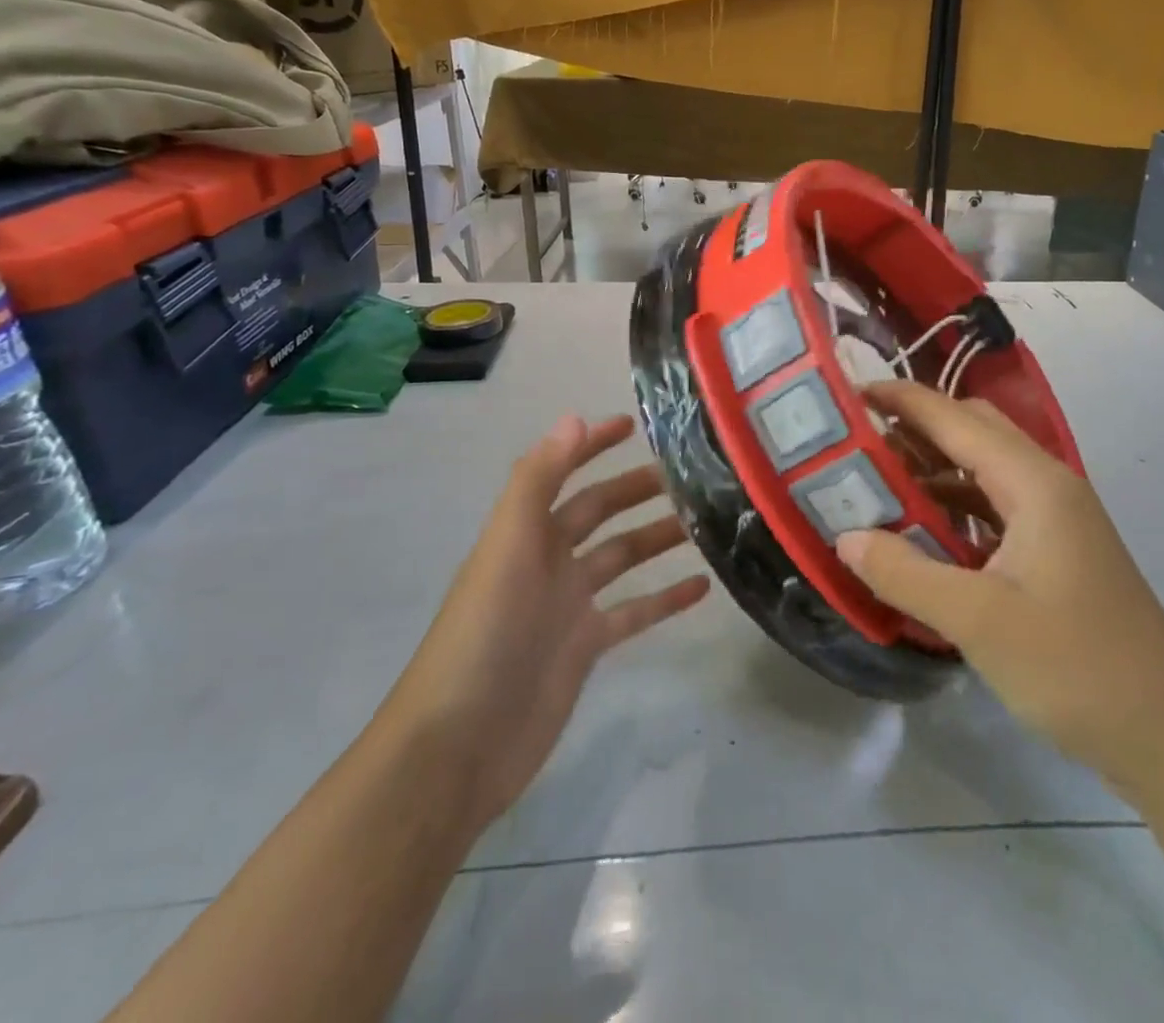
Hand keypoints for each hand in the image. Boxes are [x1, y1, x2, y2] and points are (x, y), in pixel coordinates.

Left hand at [383, 413, 709, 827]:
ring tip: (703, 522)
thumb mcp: (508, 546)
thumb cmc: (484, 634)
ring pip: (620, 558)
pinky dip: (665, 598)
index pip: (561, 472)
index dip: (590, 445)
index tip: (633, 424)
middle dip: (635, 489)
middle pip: (598, 512)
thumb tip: (574, 417)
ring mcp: (567, 606)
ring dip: (656, 537)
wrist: (460, 746)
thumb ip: (537, 481)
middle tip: (687, 475)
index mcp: (524, 532)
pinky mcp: (585, 648)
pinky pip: (633, 612)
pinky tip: (703, 587)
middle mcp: (546, 560)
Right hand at [837, 383, 1163, 786]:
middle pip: (973, 430)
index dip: (901, 398)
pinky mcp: (1057, 549)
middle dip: (914, 427)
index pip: (955, 418)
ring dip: (932, 468)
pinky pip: (994, 506)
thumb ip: (905, 573)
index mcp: (1034, 483)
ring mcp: (1056, 518)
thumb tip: (845, 537)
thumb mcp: (979, 621)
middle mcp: (1047, 485)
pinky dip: (953, 505)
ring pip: (983, 469)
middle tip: (856, 441)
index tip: (847, 393)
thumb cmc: (1077, 668)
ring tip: (875, 482)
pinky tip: (921, 531)